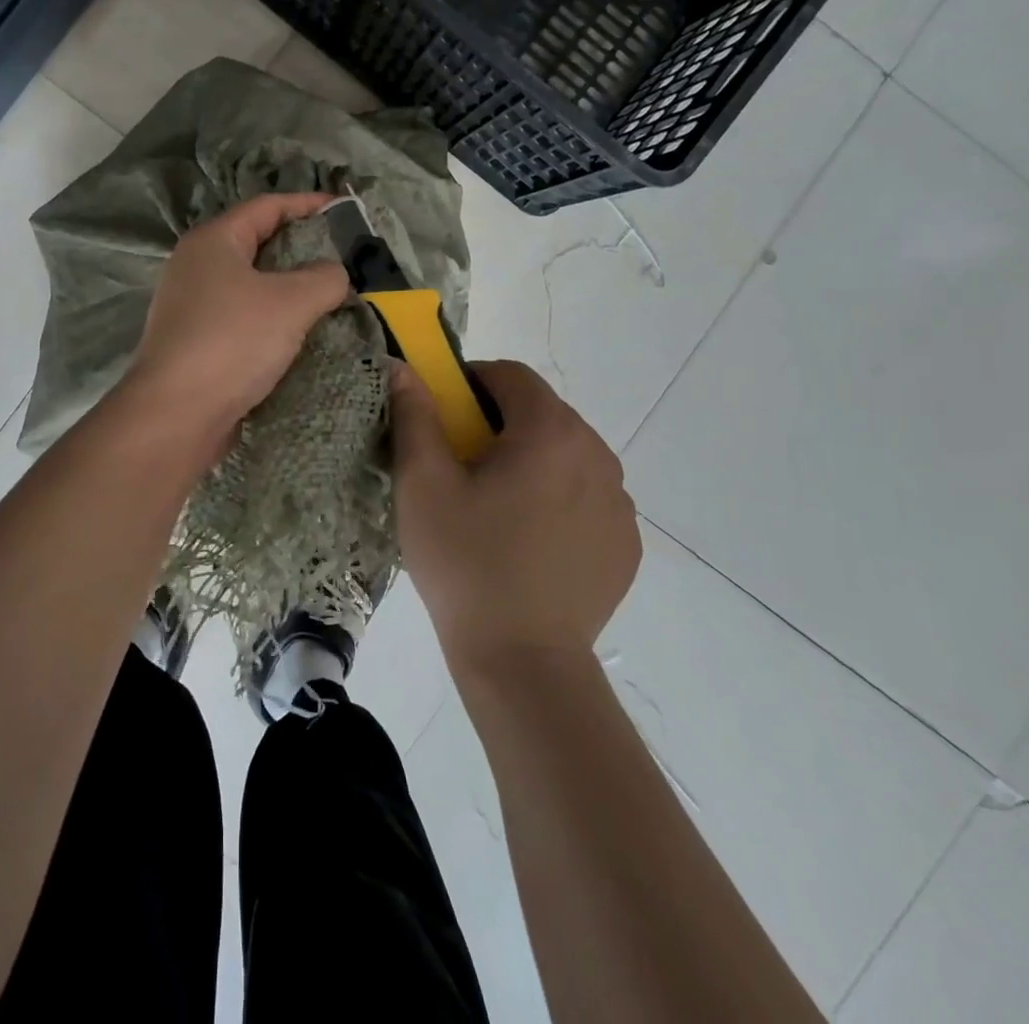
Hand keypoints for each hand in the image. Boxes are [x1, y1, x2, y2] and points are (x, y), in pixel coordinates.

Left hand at [126, 193, 349, 448]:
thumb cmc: (232, 342)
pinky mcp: (196, 342)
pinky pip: (243, 318)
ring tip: (330, 297)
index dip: (308, 204)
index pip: (267, 206)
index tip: (345, 210)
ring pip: (251, 285)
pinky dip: (272, 320)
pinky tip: (300, 335)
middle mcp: (196, 266)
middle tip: (344, 258)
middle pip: (257, 244)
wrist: (176, 414)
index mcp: (213, 241)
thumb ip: (325, 278)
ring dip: (289, 289)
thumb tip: (335, 274)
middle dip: (302, 248)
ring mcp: (192, 306)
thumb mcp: (291, 302)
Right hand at [390, 359, 639, 672]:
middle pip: (541, 413)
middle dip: (499, 423)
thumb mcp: (423, 484)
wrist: (522, 660)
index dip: (471, 382)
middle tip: (460, 465)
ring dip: (530, 460)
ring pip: (566, 454)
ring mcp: (619, 501)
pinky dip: (557, 498)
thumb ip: (415, 416)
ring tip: (494, 507)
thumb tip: (403, 368)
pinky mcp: (625, 542)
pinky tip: (527, 540)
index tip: (443, 415)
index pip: (511, 375)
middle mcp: (597, 455)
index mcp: (550, 433)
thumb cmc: (464, 562)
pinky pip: (586, 496)